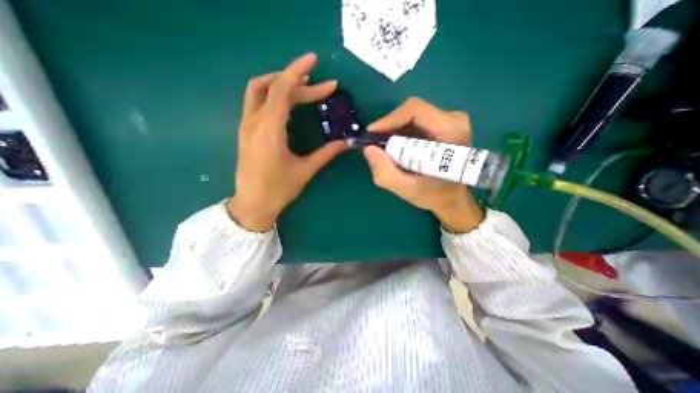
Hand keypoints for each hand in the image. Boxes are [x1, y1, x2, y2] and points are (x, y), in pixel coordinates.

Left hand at [229, 53, 347, 229]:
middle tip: (322, 88)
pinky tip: (289, 102)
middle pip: (273, 87)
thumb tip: (346, 143)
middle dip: (298, 82)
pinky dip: (273, 94)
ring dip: (281, 83)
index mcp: (269, 130)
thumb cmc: (278, 190)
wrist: (252, 204)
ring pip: (259, 90)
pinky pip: (257, 102)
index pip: (281, 90)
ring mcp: (247, 125)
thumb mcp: (305, 171)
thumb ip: (326, 154)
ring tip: (304, 86)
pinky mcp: (247, 130)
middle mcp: (254, 122)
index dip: (298, 72)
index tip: (315, 62)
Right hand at [364, 96, 485, 230]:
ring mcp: (450, 121)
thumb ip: (385, 173)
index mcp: (451, 131)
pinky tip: (397, 150)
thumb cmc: (435, 195)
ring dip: (395, 132)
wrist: (453, 198)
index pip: (414, 110)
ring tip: (386, 151)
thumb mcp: (407, 189)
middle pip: (411, 112)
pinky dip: (402, 135)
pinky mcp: (444, 126)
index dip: (389, 119)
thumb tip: (369, 149)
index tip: (372, 134)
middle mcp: (453, 120)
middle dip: (390, 129)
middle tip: (377, 146)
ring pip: (412, 117)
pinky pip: (416, 123)